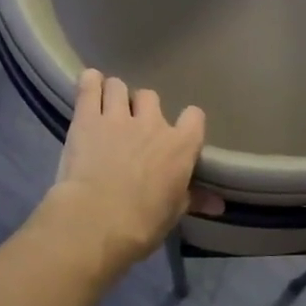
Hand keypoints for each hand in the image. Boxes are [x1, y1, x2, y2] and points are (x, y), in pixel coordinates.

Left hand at [43, 70, 211, 270]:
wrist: (97, 221)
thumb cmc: (142, 223)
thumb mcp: (172, 213)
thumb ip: (194, 198)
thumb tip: (219, 204)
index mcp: (180, 146)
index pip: (194, 117)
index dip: (186, 122)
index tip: (177, 133)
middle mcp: (152, 123)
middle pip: (150, 97)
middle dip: (141, 108)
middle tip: (131, 127)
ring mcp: (118, 116)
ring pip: (119, 87)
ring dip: (114, 96)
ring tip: (106, 110)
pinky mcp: (87, 118)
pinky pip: (89, 86)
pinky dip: (90, 83)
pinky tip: (89, 85)